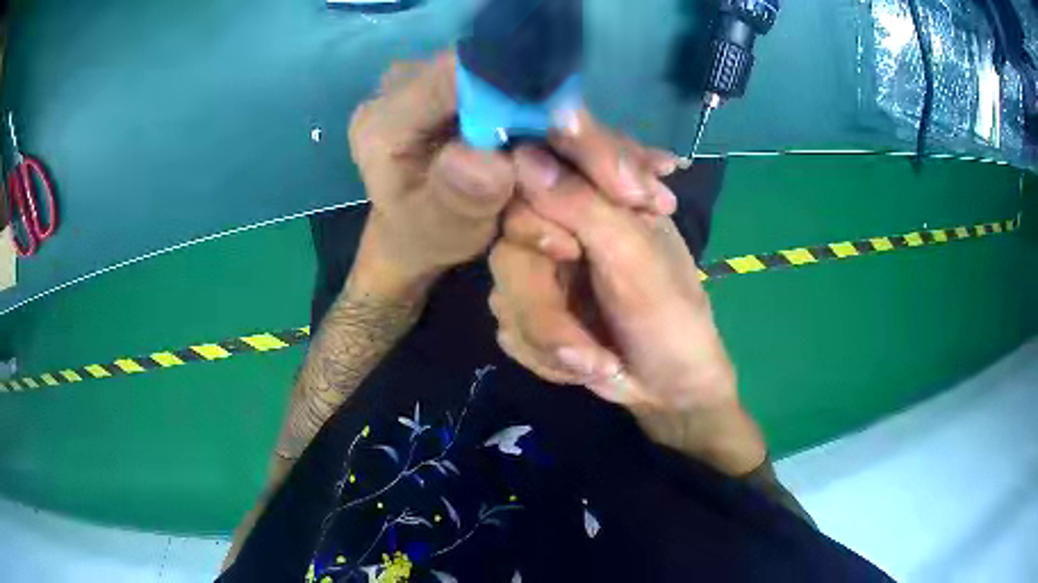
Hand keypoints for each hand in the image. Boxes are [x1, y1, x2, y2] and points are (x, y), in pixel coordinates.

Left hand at [347, 53, 680, 300]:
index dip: (521, 94)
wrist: (418, 232)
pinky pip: (544, 109)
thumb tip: (489, 161)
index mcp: (390, 115)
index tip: (578, 132)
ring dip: (594, 142)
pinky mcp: (490, 94)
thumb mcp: (434, 230)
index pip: (461, 78)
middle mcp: (424, 85)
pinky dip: (586, 140)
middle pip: (515, 88)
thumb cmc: (421, 236)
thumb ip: (454, 198)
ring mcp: (459, 85)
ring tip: (648, 182)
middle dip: (578, 133)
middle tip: (634, 181)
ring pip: (540, 100)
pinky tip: (635, 163)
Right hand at [493, 147, 733, 409]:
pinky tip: (584, 362)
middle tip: (583, 335)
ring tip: (597, 361)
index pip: (547, 156)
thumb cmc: (672, 319)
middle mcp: (565, 219)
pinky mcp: (528, 304)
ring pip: (504, 287)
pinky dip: (546, 354)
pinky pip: (507, 323)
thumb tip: (522, 157)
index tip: (569, 250)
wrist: (667, 390)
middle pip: (512, 232)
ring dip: (550, 337)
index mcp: (601, 192)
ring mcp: (542, 263)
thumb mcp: (636, 260)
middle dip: (544, 300)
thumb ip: (585, 206)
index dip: (543, 195)